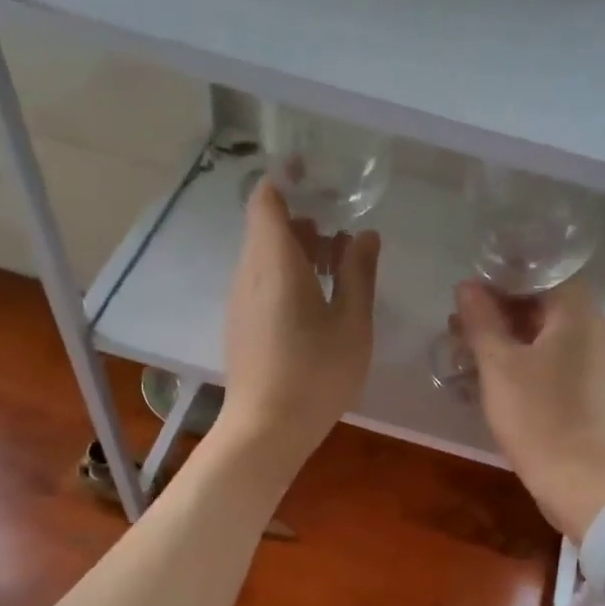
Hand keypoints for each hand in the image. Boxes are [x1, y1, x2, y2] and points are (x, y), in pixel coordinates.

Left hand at [219, 179, 379, 467]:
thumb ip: (358, 273)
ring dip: (298, 251)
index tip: (318, 176)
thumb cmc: (315, 374)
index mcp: (274, 261)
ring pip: (264, 257)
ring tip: (338, 269)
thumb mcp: (351, 323)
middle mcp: (248, 273)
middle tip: (344, 234)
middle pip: (267, 227)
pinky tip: (317, 303)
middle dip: (304, 220)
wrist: (265, 429)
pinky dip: (287, 276)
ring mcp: (240, 301)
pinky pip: (261, 282)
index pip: (266, 198)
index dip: (288, 179)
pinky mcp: (240, 325)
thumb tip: (365, 235)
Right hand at [456, 279, 604, 540]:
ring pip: (538, 335)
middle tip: (456, 323)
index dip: (500, 276)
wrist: (580, 481)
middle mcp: (588, 328)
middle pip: (538, 303)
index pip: (539, 271)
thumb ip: (482, 321)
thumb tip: (467, 287)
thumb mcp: (499, 365)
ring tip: (461, 349)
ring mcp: (586, 361)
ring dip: (501, 338)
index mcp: (575, 311)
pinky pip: (544, 361)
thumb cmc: (539, 416)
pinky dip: (515, 361)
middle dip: (495, 309)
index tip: (465, 291)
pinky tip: (485, 375)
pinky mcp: (579, 390)